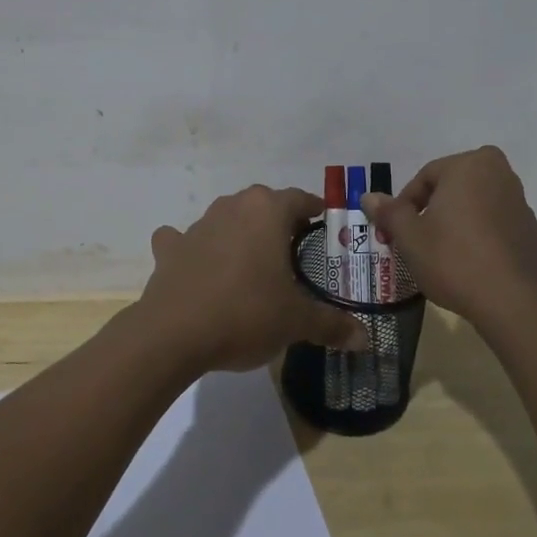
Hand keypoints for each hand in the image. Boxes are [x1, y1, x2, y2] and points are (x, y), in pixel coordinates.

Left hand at [139, 185, 367, 372]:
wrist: (173, 334)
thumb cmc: (246, 313)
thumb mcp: (296, 321)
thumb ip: (332, 325)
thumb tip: (365, 338)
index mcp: (268, 211)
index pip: (301, 198)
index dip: (316, 211)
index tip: (326, 227)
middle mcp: (233, 206)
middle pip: (264, 205)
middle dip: (280, 223)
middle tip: (294, 253)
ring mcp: (198, 225)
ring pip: (228, 219)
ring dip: (240, 234)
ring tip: (253, 265)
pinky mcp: (171, 248)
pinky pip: (185, 240)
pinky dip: (194, 249)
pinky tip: (199, 267)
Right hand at [361, 146, 536, 331]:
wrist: (510, 303)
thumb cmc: (452, 258)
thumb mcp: (409, 237)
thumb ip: (390, 212)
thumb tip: (369, 196)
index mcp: (469, 165)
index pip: (426, 177)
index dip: (405, 204)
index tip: (395, 231)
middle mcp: (501, 176)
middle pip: (458, 186)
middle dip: (439, 206)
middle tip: (420, 236)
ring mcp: (525, 207)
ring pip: (488, 205)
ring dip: (471, 219)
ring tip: (452, 250)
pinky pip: (521, 230)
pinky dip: (511, 236)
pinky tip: (502, 251)